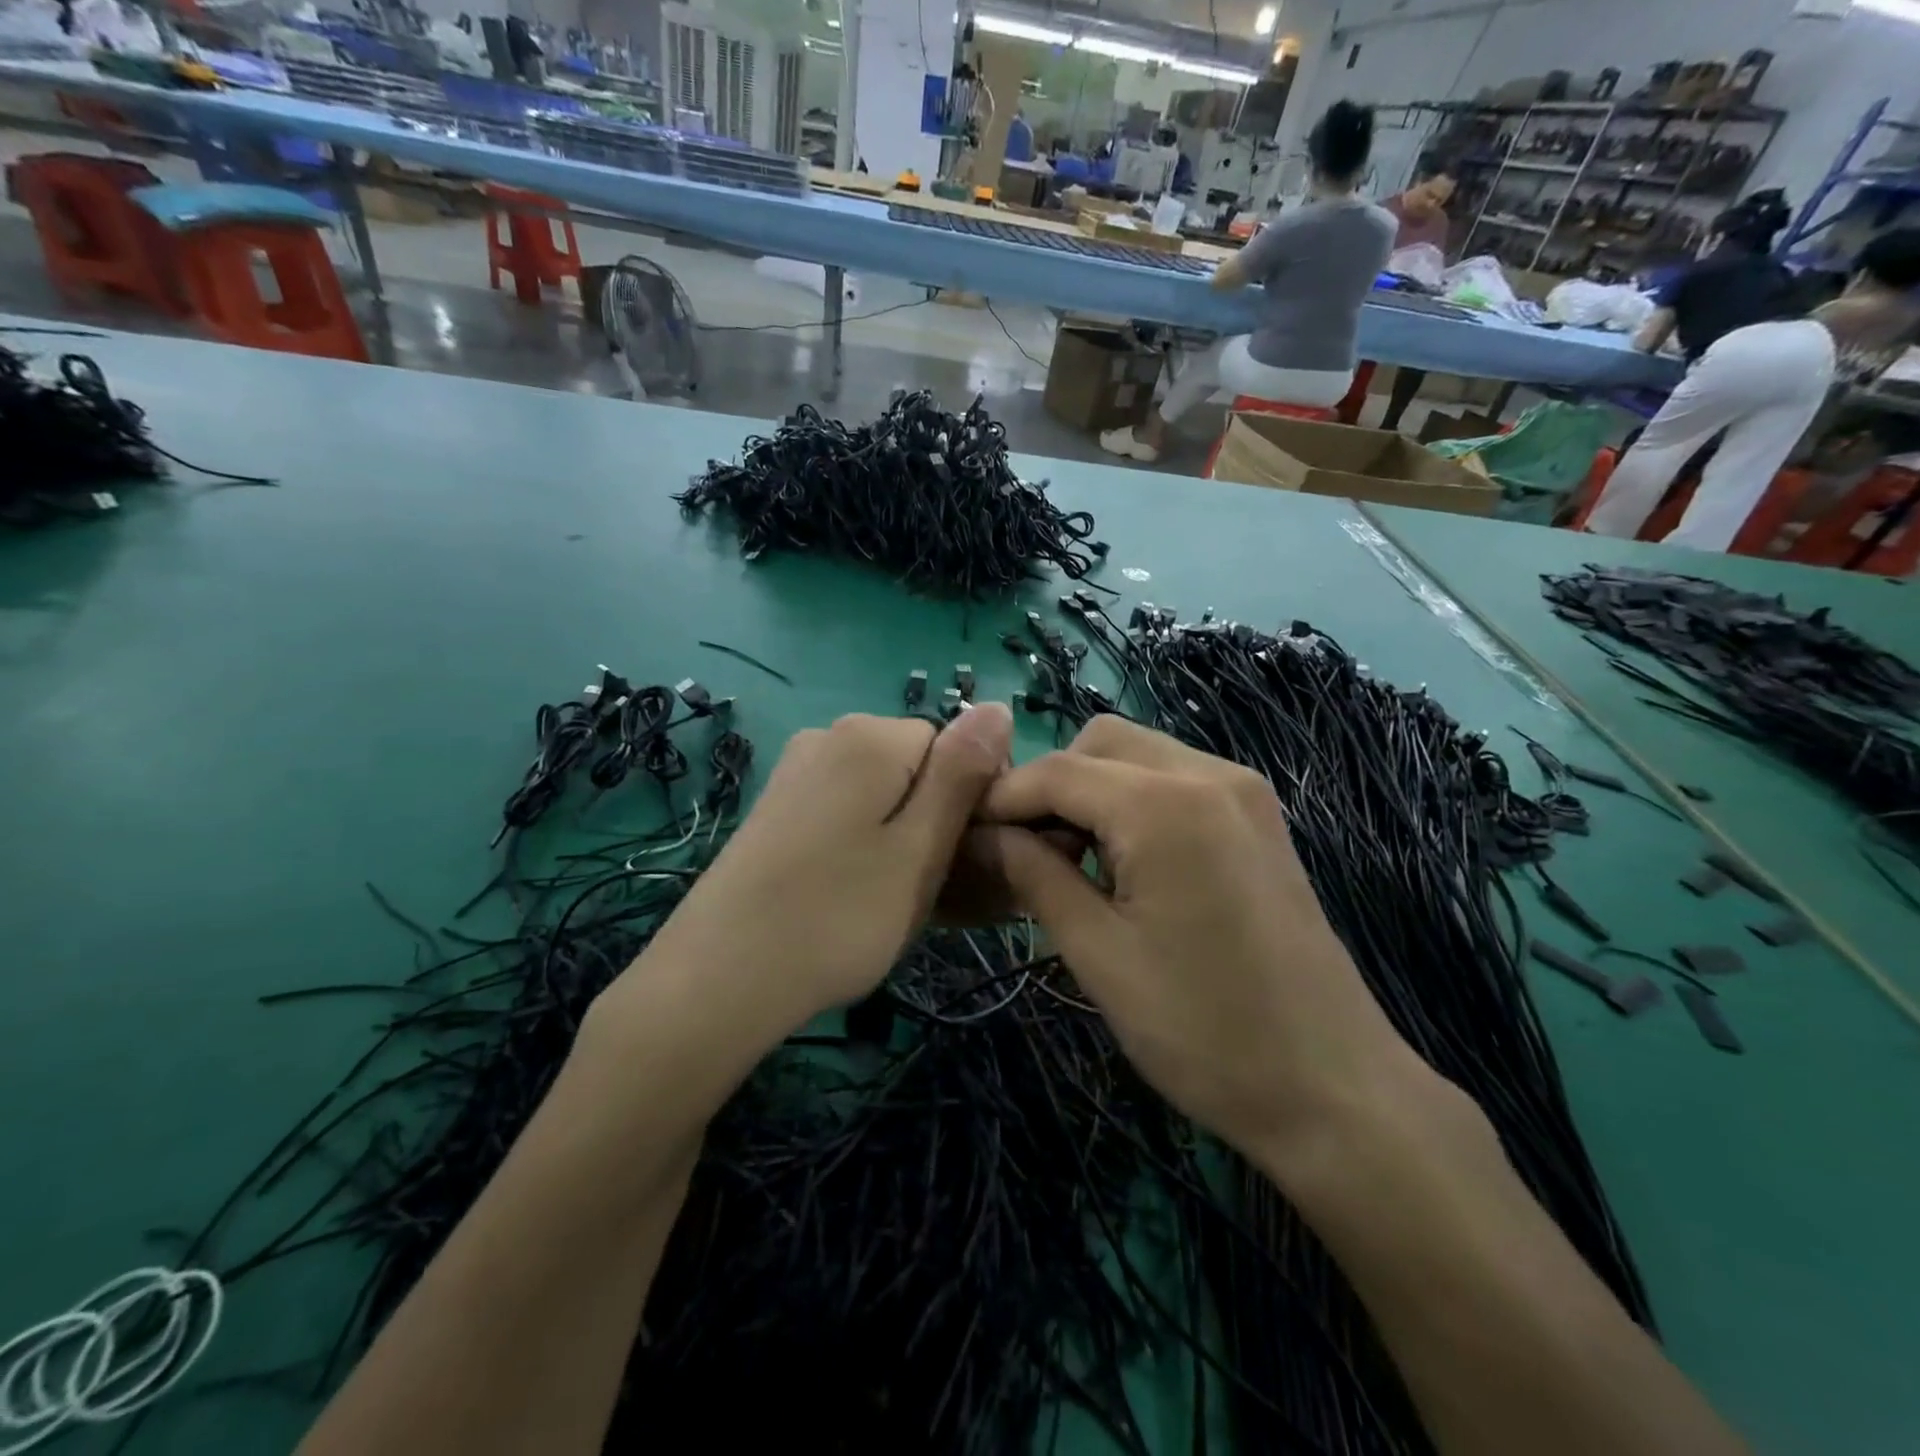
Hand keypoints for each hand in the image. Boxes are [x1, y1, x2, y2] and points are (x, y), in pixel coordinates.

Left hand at [639, 705, 1012, 1031]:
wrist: (717, 980)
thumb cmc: (839, 916)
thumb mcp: (920, 848)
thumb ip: (961, 774)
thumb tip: (997, 707)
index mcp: (869, 735)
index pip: (954, 745)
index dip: (970, 802)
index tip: (965, 860)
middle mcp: (828, 737)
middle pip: (916, 768)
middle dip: (935, 822)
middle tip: (930, 891)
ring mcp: (796, 773)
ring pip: (882, 795)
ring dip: (902, 839)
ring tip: (892, 902)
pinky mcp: (777, 809)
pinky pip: (845, 812)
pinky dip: (864, 846)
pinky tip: (853, 894)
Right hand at [977, 716, 1432, 1160]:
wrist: (1333, 1088)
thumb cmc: (1203, 1031)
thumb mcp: (1098, 955)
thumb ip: (1033, 875)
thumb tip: (982, 835)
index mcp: (1165, 806)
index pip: (1057, 771)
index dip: (1002, 798)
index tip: (964, 833)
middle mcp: (1209, 774)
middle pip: (1100, 743)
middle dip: (1050, 785)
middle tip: (1026, 853)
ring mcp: (1243, 791)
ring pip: (1138, 755)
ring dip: (1091, 791)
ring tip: (1071, 862)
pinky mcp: (1258, 816)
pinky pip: (1175, 779)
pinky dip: (1132, 801)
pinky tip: (1124, 862)